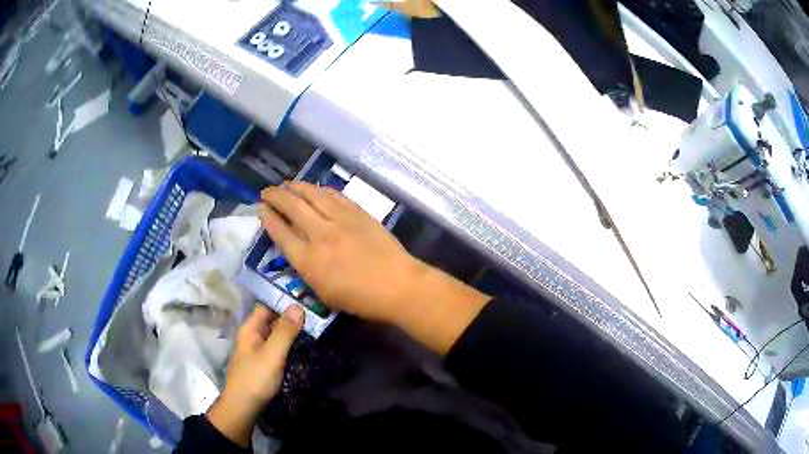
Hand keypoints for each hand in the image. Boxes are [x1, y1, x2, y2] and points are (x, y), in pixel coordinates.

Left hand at [207, 304, 303, 446]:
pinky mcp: (263, 362)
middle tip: (316, 314)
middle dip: (291, 317)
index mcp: (250, 328)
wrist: (243, 406)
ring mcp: (257, 349)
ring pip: (275, 334)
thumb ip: (285, 331)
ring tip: (315, 328)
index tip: (306, 300)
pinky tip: (303, 346)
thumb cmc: (256, 378)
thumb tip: (297, 306)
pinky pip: (276, 347)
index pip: (267, 306)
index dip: (284, 301)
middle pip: (272, 320)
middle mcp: (252, 335)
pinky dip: (288, 344)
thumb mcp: (273, 354)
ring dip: (291, 331)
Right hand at [258, 182, 424, 323]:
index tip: (261, 209)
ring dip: (296, 187)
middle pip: (293, 207)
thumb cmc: (360, 298)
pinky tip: (314, 188)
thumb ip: (306, 269)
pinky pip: (334, 195)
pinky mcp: (358, 213)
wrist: (397, 285)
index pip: (281, 233)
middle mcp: (321, 235)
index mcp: (309, 261)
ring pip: (313, 195)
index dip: (268, 219)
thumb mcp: (323, 293)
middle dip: (276, 196)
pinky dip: (320, 190)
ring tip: (286, 184)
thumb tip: (297, 249)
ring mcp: (341, 220)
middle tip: (266, 191)